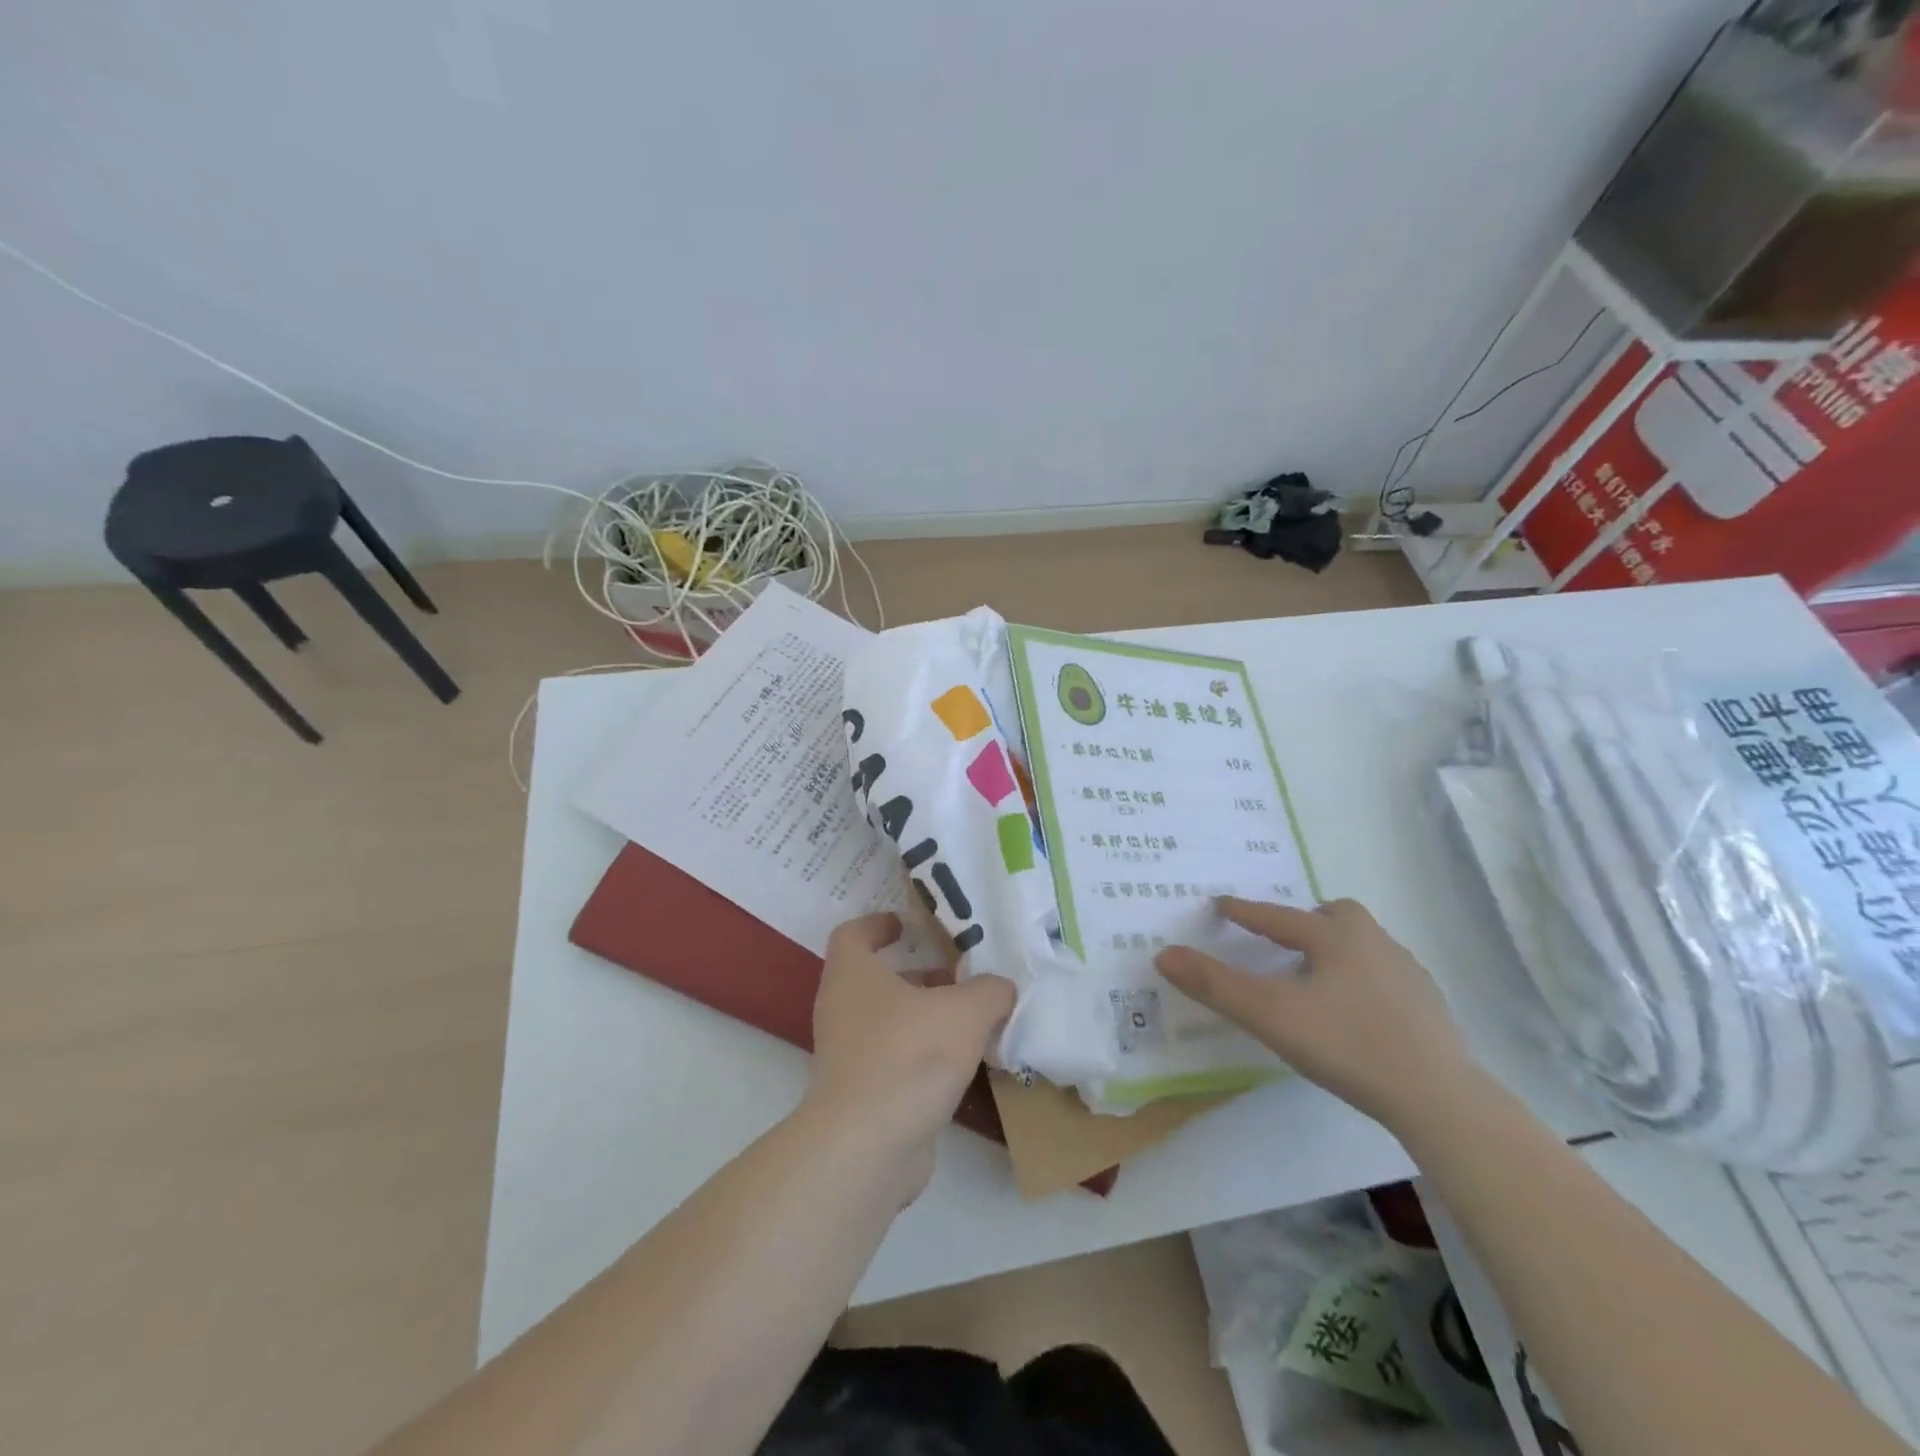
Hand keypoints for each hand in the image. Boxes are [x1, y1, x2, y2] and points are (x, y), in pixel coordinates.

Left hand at [806, 912, 1015, 1197]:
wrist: (868, 1149)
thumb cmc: (910, 1056)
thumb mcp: (965, 1012)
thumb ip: (989, 991)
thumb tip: (1000, 988)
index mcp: (852, 976)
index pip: (852, 934)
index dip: (878, 923)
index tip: (908, 924)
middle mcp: (842, 1010)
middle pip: (877, 980)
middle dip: (918, 974)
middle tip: (960, 973)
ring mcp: (848, 1057)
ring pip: (888, 1022)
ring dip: (925, 1017)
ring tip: (973, 1018)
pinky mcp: (861, 1097)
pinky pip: (894, 1061)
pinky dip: (923, 1056)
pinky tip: (964, 1064)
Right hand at [1154, 897, 1477, 1131]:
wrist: (1440, 1098)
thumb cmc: (1348, 1044)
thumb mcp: (1270, 1015)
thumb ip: (1215, 985)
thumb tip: (1164, 954)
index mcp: (1335, 937)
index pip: (1278, 916)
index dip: (1245, 912)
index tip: (1222, 905)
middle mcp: (1374, 943)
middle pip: (1337, 916)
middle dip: (1307, 920)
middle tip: (1285, 939)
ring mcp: (1408, 974)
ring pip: (1364, 944)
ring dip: (1337, 949)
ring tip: (1317, 976)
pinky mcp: (1430, 1007)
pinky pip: (1385, 975)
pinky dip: (1362, 979)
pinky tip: (1357, 1011)